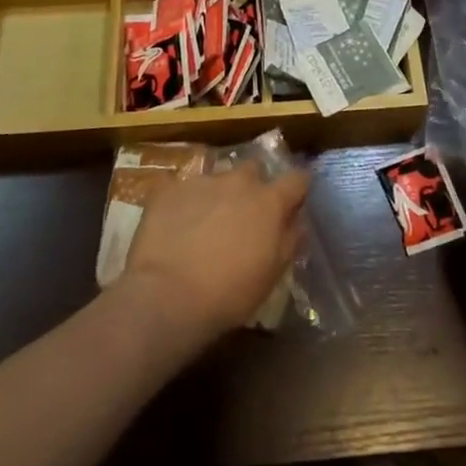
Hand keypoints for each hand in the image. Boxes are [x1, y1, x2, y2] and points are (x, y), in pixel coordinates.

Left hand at [120, 161, 309, 339]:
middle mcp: (238, 181)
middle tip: (245, 213)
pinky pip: (182, 188)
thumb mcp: (272, 274)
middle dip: (253, 185)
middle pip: (254, 169)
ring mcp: (202, 181)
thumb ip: (290, 240)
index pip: (297, 179)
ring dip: (218, 193)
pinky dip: (184, 202)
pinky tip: (175, 224)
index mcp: (269, 201)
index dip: (298, 188)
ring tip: (205, 221)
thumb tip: (297, 221)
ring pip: (217, 177)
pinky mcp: (169, 189)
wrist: (167, 296)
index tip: (295, 200)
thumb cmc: (229, 293)